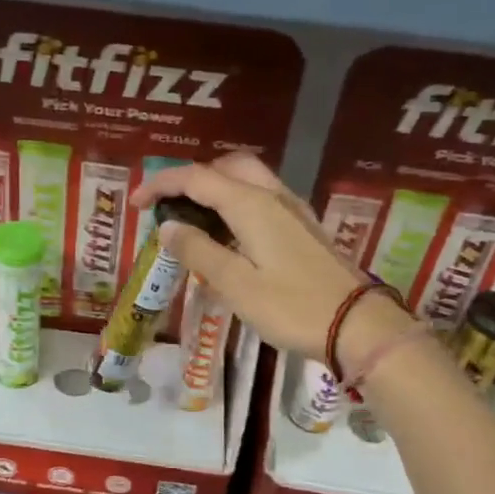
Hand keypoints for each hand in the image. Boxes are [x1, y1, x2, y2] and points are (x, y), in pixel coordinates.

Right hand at [132, 153, 412, 362]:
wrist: (358, 326)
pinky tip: (229, 234)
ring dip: (216, 188)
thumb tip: (169, 227)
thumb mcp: (236, 285)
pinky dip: (236, 203)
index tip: (136, 203)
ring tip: (193, 218)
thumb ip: (199, 251)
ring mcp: (294, 211)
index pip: (197, 178)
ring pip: (248, 180)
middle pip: (226, 167)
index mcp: (252, 205)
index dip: (162, 184)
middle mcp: (273, 197)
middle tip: (169, 204)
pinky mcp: (304, 229)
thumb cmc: (292, 307)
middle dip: (192, 177)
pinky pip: (262, 199)